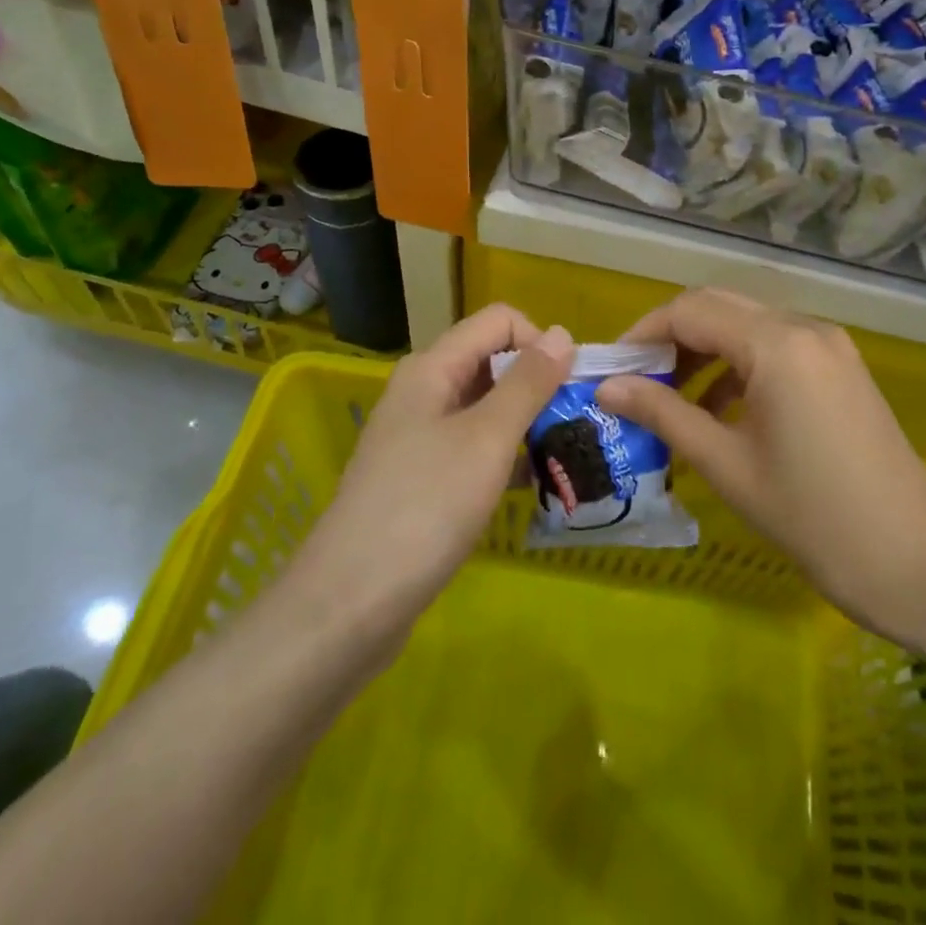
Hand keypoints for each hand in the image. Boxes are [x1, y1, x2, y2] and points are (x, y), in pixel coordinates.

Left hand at [274, 305, 574, 662]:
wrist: (350, 604)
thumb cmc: (425, 507)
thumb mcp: (487, 438)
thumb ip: (528, 383)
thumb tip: (563, 333)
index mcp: (433, 368)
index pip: (498, 321)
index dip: (539, 341)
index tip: (569, 387)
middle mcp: (424, 392)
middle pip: (492, 362)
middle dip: (538, 385)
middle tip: (575, 426)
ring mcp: (419, 437)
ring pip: (486, 409)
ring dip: (526, 423)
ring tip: (565, 457)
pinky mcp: (422, 478)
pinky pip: (473, 448)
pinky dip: (505, 457)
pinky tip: (532, 486)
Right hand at [597, 289, 925, 648]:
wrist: (915, 562)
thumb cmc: (812, 518)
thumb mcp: (726, 465)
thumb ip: (663, 414)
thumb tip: (607, 387)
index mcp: (777, 344)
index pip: (691, 310)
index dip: (644, 333)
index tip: (612, 367)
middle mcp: (805, 327)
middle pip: (719, 306)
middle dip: (672, 336)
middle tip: (637, 380)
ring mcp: (829, 344)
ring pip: (748, 324)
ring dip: (705, 349)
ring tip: (672, 398)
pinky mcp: (841, 366)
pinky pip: (776, 346)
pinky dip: (739, 364)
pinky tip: (721, 408)